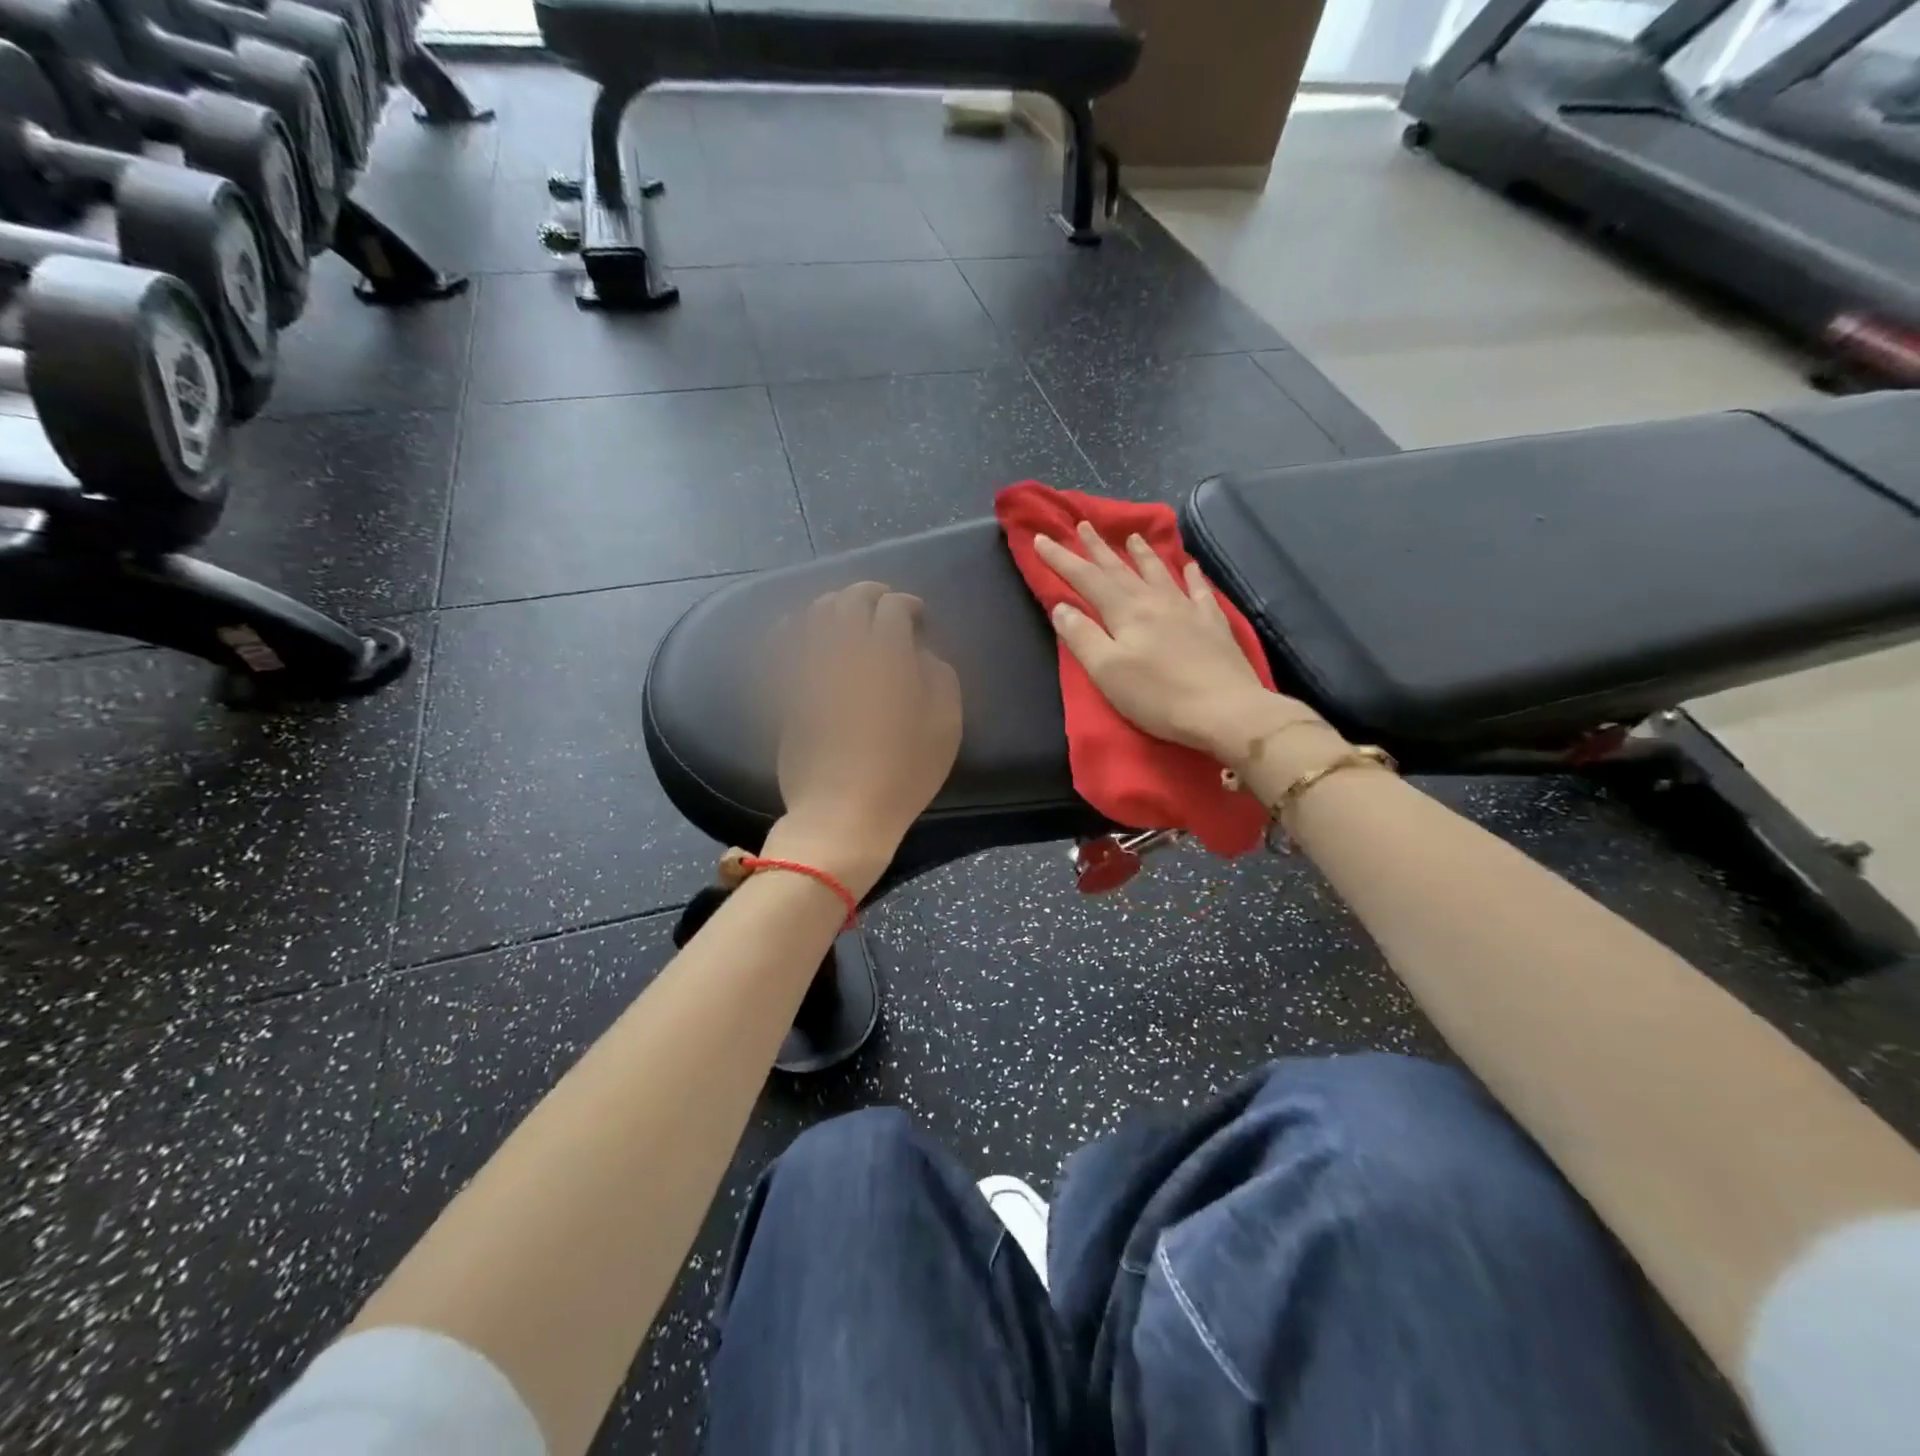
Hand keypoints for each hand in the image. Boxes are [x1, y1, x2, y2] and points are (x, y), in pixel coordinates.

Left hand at [764, 582, 961, 897]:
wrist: (842, 814)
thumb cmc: (903, 775)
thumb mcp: (945, 729)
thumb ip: (940, 679)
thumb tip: (921, 654)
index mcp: (887, 659)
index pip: (893, 609)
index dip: (908, 605)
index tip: (918, 616)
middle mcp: (844, 652)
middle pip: (851, 600)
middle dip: (871, 593)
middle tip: (885, 604)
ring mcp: (809, 669)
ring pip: (815, 613)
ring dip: (836, 604)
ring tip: (848, 615)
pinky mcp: (786, 688)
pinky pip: (782, 642)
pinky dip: (794, 626)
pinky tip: (802, 629)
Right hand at [1033, 524, 1318, 762]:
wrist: (1226, 710)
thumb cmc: (1158, 695)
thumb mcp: (1107, 671)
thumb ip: (1082, 636)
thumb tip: (1061, 606)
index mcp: (1125, 611)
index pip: (1086, 578)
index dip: (1061, 558)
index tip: (1040, 538)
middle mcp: (1155, 601)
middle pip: (1120, 568)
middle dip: (1098, 547)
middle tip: (1084, 524)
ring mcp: (1187, 609)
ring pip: (1158, 572)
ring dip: (1141, 553)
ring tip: (1131, 535)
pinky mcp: (1213, 624)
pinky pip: (1199, 590)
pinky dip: (1191, 574)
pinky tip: (1189, 565)